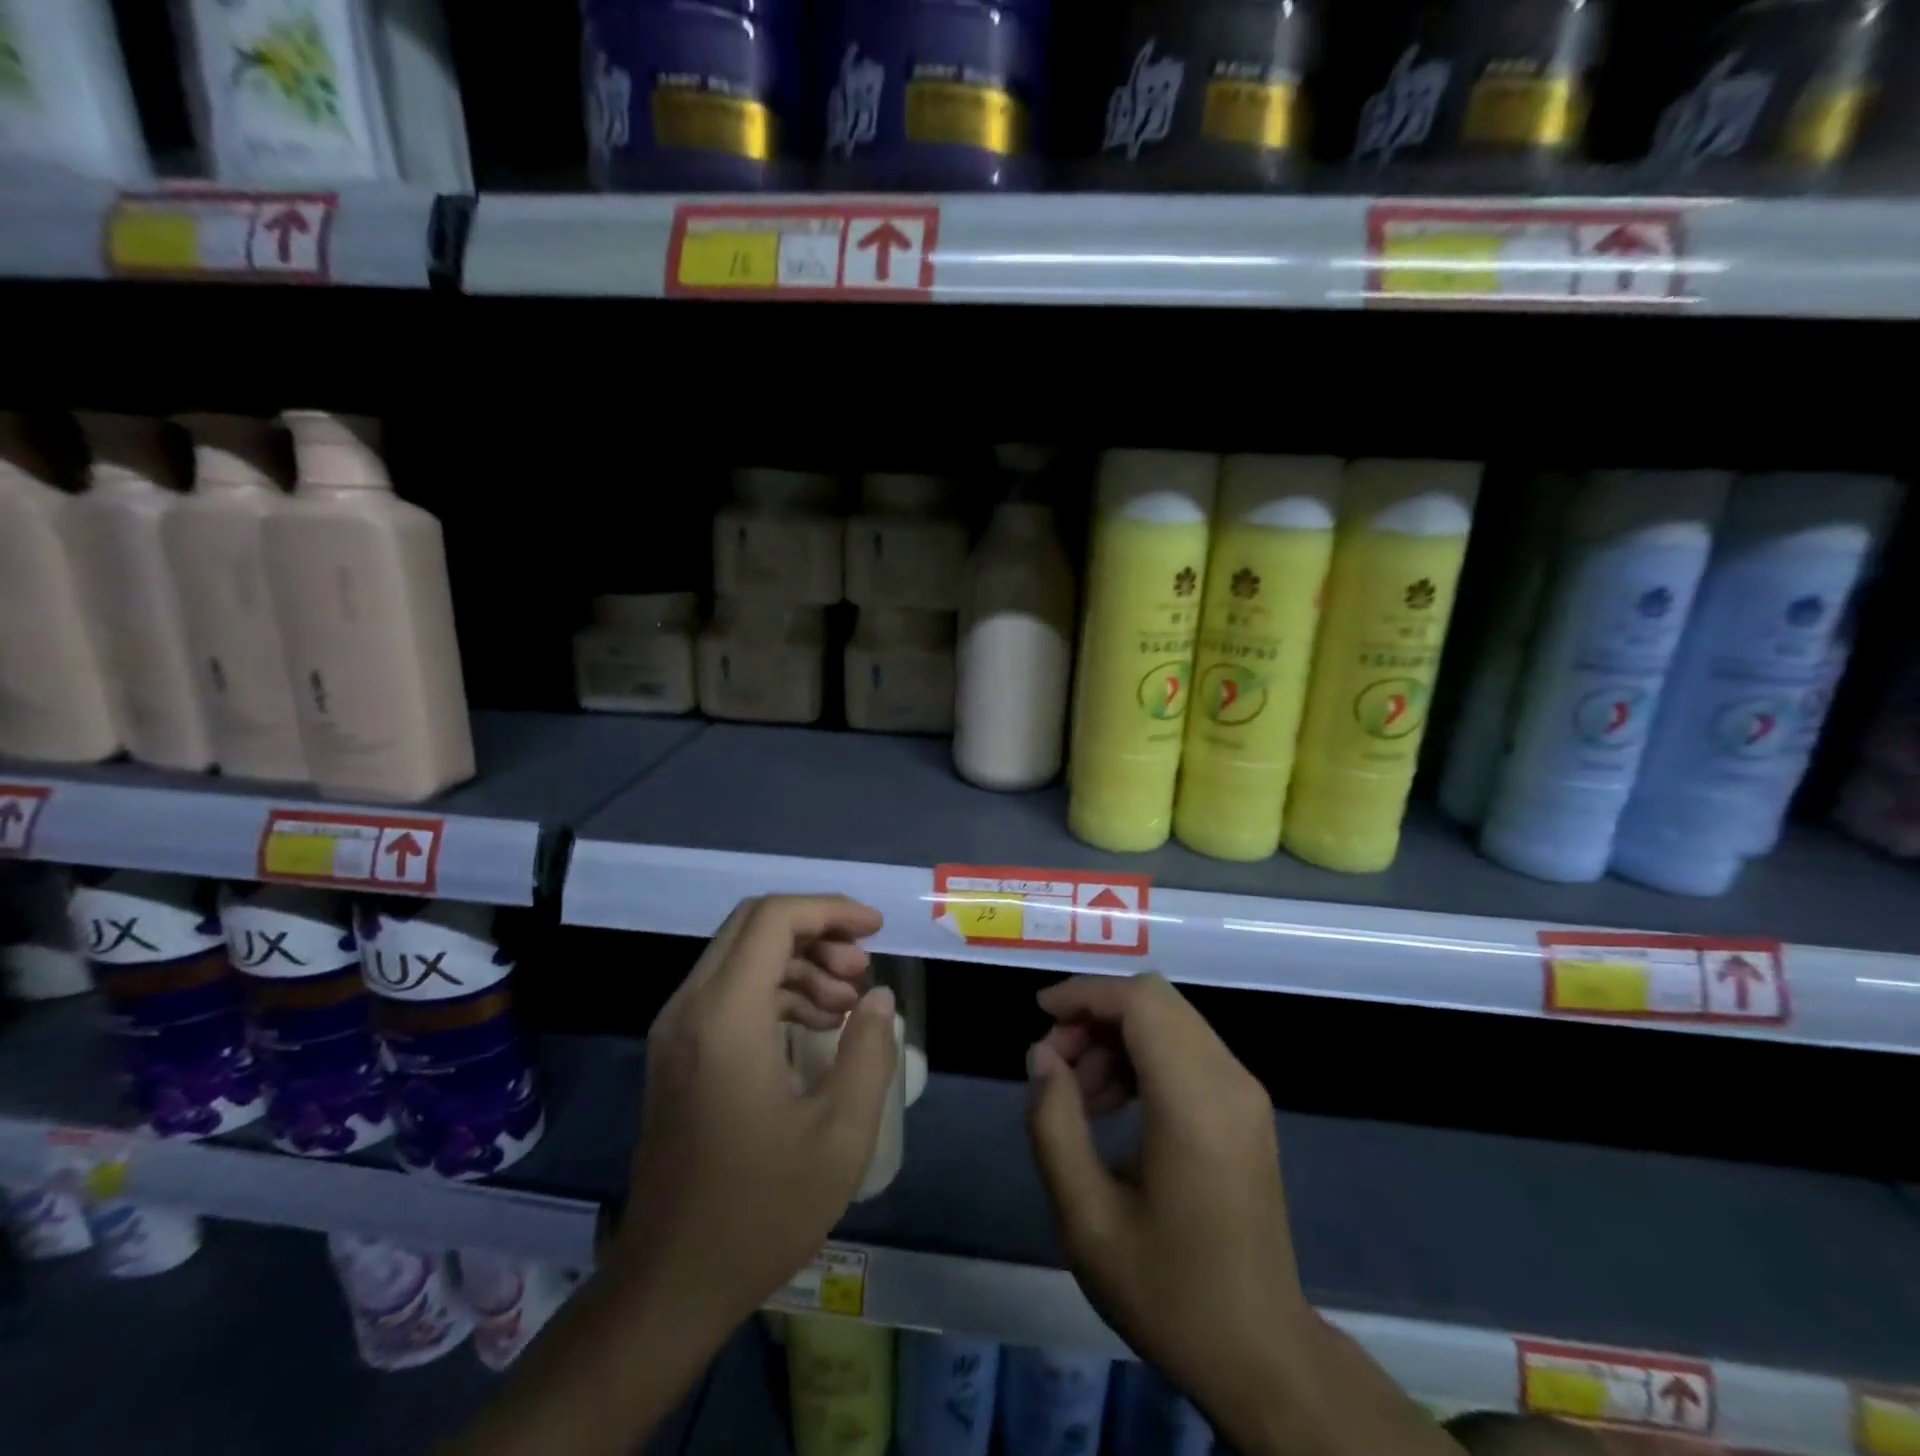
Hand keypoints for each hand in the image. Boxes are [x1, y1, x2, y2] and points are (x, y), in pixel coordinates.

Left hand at [611, 895, 896, 1344]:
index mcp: (726, 1017)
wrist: (670, 1285)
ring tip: (849, 1000)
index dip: (830, 910)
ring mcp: (676, 1031)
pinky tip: (817, 1024)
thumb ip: (869, 1052)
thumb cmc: (760, 1211)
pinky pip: (729, 991)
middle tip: (863, 968)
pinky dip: (776, 989)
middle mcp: (690, 1008)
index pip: (774, 919)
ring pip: (741, 955)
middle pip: (754, 926)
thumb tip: (880, 999)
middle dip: (818, 931)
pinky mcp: (676, 1054)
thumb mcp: (840, 1135)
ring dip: (799, 961)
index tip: (876, 930)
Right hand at [1025, 973, 1310, 1436]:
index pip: (1140, 1002)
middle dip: (1096, 1014)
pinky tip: (1113, 1105)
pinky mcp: (1246, 1108)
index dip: (1085, 994)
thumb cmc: (1169, 1292)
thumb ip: (1054, 1125)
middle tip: (1055, 1063)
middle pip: (1155, 999)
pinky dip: (1143, 1054)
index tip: (1039, 1015)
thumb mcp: (1087, 1220)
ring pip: (1170, 1019)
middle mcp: (1229, 1081)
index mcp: (1195, 1104)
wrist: (1262, 1356)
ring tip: (1079, 1094)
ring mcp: (1245, 1093)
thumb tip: (1041, 1055)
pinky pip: (1187, 1048)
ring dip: (1116, 1035)